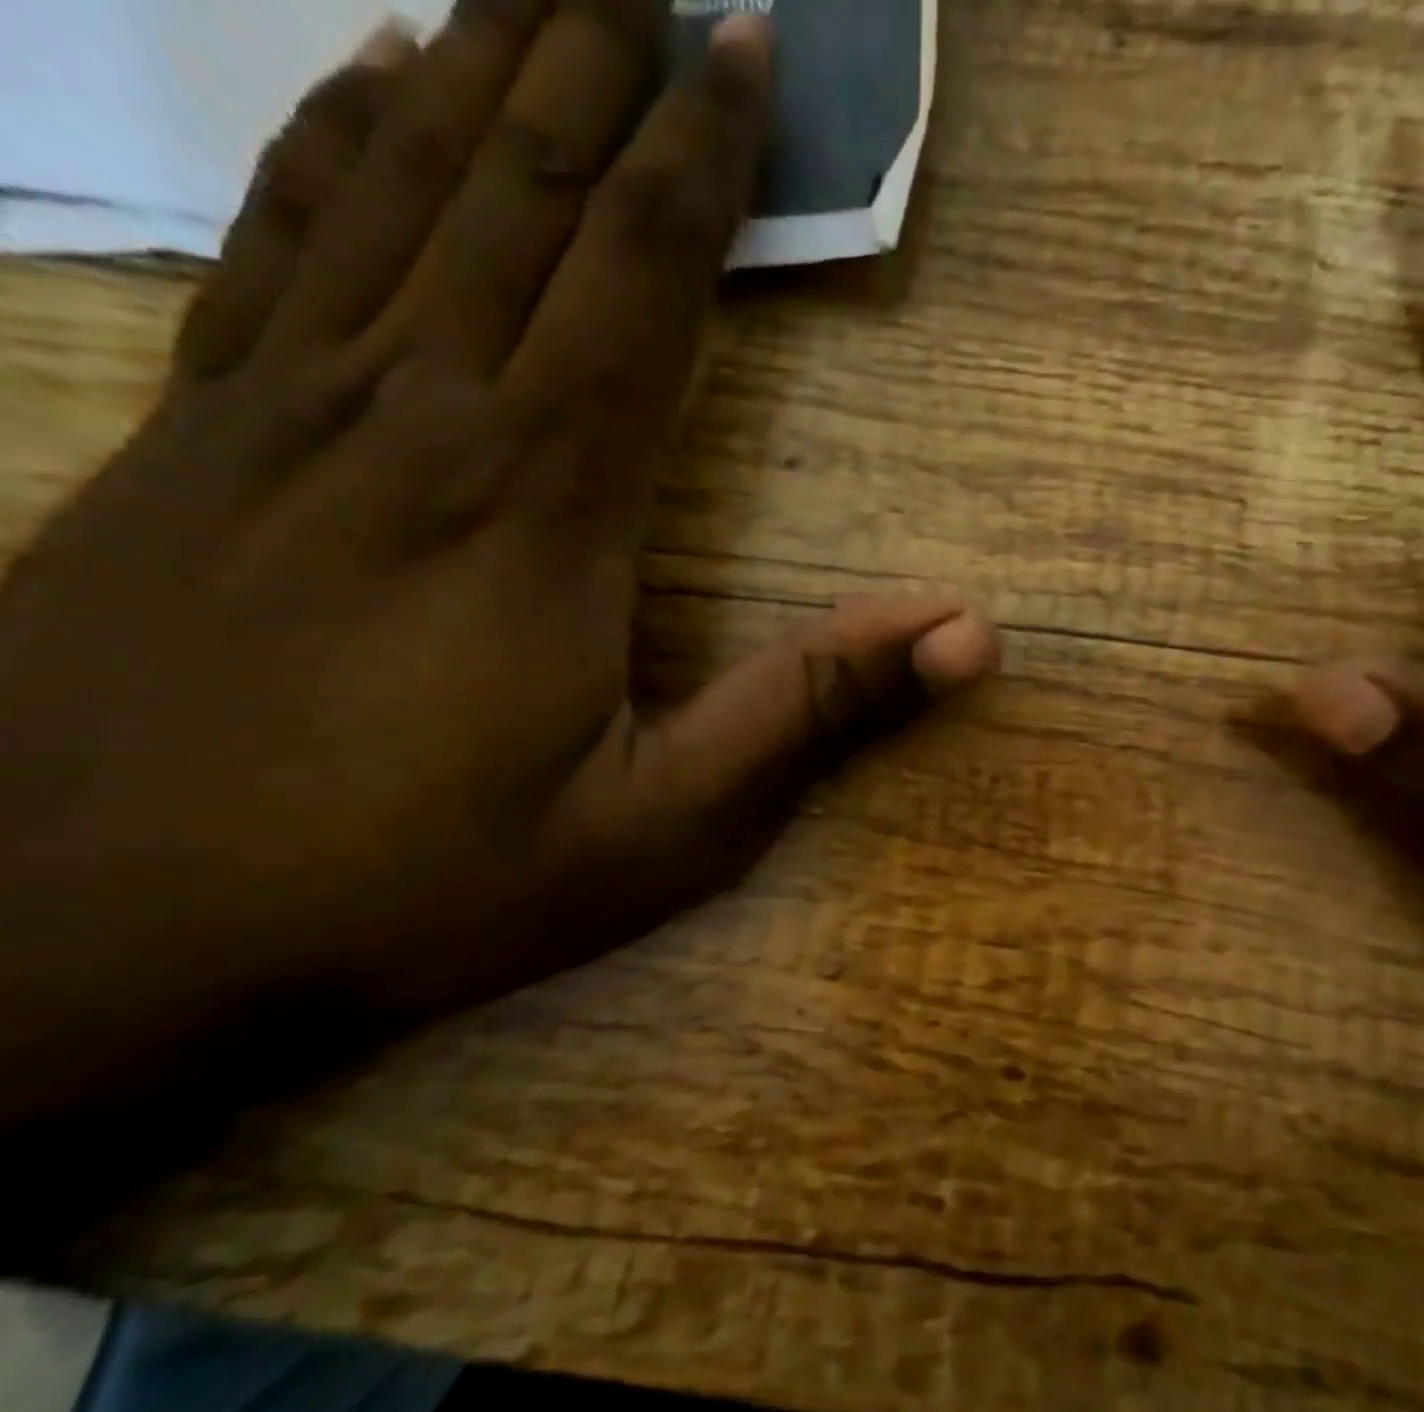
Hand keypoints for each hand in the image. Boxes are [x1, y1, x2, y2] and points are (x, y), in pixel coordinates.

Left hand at [0, 5, 995, 1140]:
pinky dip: (330, 146)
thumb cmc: (418, 890)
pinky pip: (272, 247)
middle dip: (589, 62)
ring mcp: (277, 419)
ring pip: (390, 191)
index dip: (699, 157)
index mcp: (541, 505)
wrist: (91, 944)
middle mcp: (414, 419)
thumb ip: (811, 711)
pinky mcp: (182, 447)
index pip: (640, 279)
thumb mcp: (664, 826)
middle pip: (516, 194)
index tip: (743, 46)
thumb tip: (966, 634)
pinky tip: (358, 92)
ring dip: (472, 70)